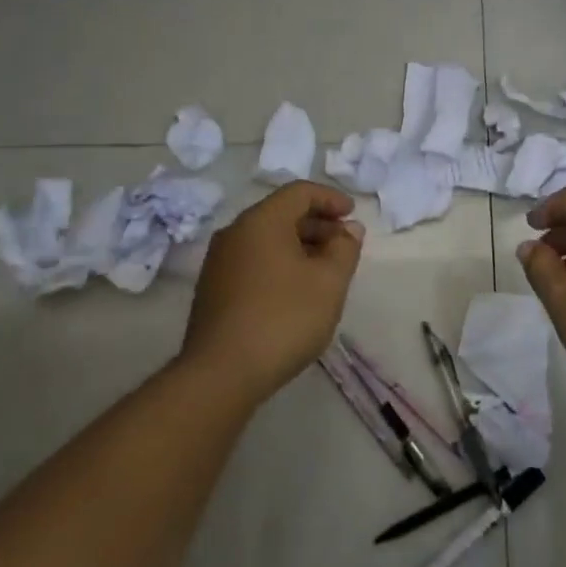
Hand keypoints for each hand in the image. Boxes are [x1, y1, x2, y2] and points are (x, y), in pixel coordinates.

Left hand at [182, 181, 365, 405]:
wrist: (220, 375)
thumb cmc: (283, 319)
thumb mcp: (329, 282)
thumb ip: (345, 248)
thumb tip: (349, 229)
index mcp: (262, 221)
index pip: (299, 192)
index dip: (330, 198)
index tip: (353, 215)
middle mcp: (235, 232)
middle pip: (281, 213)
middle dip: (317, 224)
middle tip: (344, 245)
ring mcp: (219, 262)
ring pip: (266, 239)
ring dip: (299, 246)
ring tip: (324, 270)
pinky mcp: (213, 289)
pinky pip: (253, 260)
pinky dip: (279, 263)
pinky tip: (296, 291)